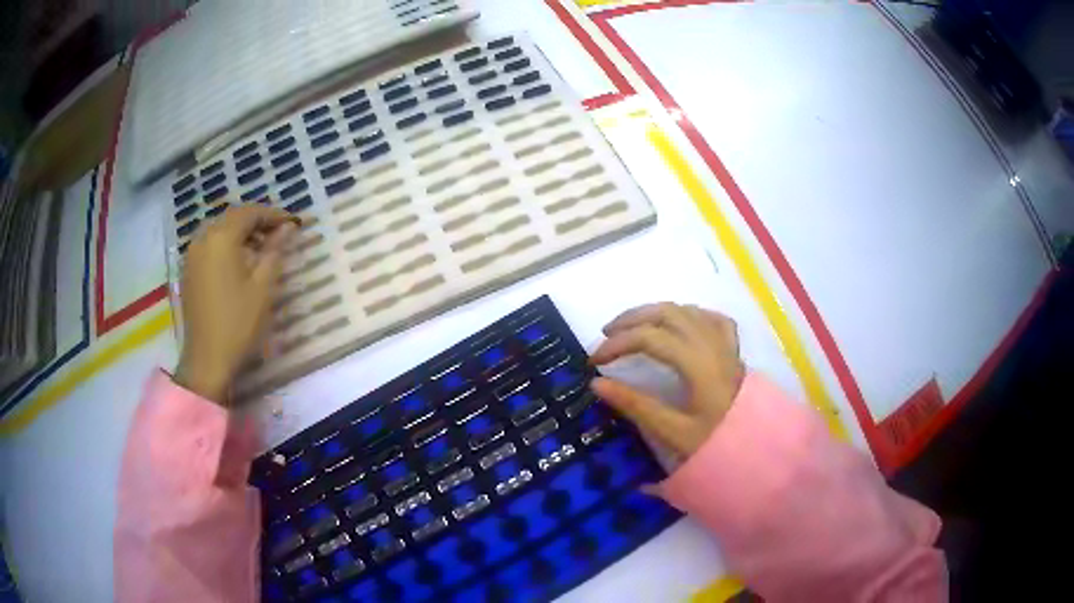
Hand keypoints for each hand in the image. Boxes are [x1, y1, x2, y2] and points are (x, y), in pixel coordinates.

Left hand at [174, 205, 298, 403]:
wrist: (207, 359)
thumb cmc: (238, 322)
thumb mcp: (263, 286)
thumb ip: (274, 250)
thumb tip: (287, 228)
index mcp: (221, 238)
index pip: (249, 213)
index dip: (273, 214)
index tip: (293, 222)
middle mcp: (203, 239)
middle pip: (232, 218)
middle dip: (256, 222)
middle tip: (279, 233)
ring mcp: (192, 255)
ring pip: (219, 231)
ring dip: (241, 233)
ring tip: (261, 249)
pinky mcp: (188, 271)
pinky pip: (209, 246)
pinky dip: (226, 245)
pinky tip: (239, 262)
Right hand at [590, 302, 745, 456]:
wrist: (759, 454)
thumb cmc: (717, 447)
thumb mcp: (673, 433)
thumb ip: (636, 406)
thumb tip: (597, 384)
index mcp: (698, 365)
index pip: (650, 338)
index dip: (617, 344)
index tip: (594, 362)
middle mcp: (712, 345)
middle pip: (667, 314)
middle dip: (631, 320)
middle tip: (606, 335)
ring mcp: (726, 345)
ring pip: (687, 311)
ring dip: (655, 313)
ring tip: (633, 327)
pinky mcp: (733, 351)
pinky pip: (712, 319)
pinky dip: (689, 315)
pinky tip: (678, 323)